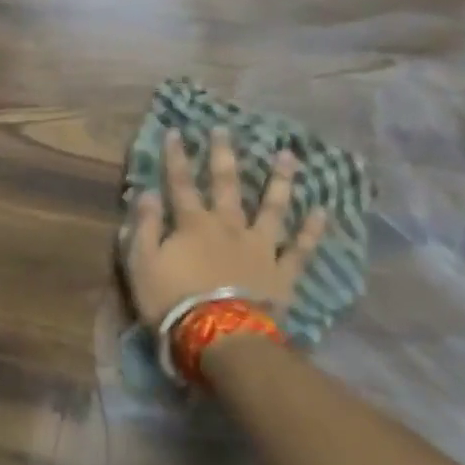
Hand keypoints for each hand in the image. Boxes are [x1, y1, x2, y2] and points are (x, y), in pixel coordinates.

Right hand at [125, 128, 328, 328]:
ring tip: (288, 155)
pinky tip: (322, 210)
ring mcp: (260, 247)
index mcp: (192, 224)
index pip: (180, 183)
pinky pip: (300, 248)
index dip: (176, 157)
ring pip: (272, 207)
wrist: (220, 335)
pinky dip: (311, 230)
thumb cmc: (172, 300)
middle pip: (226, 185)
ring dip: (279, 180)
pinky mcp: (282, 272)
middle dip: (223, 155)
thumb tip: (146, 192)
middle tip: (226, 129)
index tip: (176, 131)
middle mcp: (229, 226)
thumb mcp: (142, 263)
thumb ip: (144, 226)